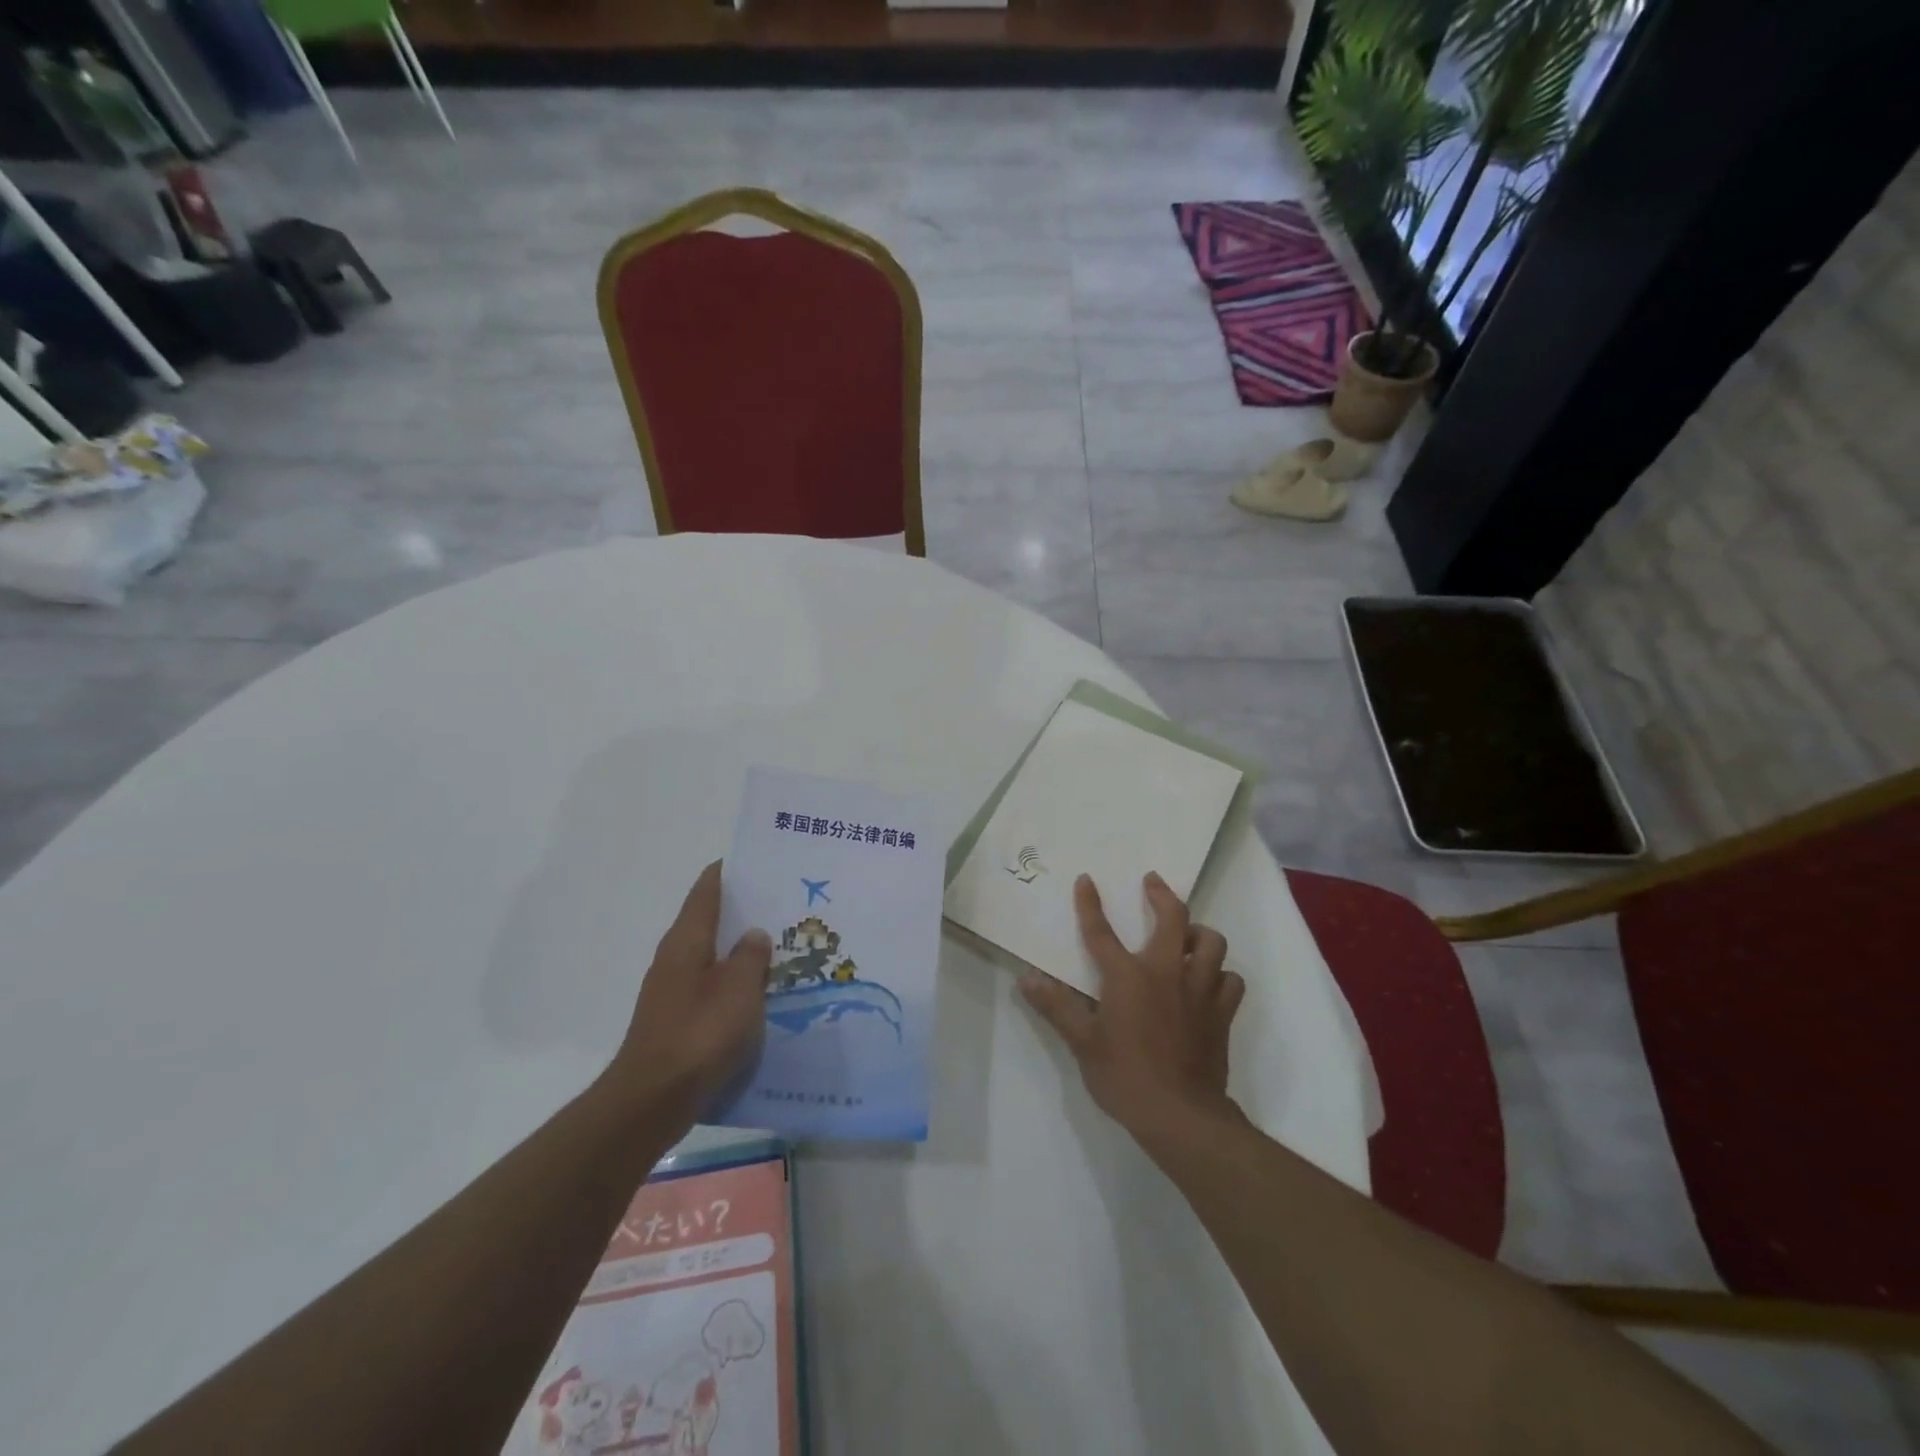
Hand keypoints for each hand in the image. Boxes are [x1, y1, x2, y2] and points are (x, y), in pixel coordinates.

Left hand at [605, 862, 772, 1128]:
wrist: (653, 1100)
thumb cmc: (699, 1034)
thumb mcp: (738, 989)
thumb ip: (751, 957)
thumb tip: (754, 934)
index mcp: (687, 940)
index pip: (707, 889)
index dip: (730, 871)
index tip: (760, 861)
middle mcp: (675, 958)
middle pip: (710, 920)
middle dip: (744, 910)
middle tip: (785, 904)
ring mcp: (674, 990)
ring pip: (714, 956)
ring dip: (742, 949)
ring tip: (782, 946)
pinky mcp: (678, 1020)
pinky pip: (713, 987)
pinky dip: (736, 981)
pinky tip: (762, 992)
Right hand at [1021, 873, 1245, 1146]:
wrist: (1180, 1115)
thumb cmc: (1125, 1076)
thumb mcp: (1082, 1043)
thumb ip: (1056, 1007)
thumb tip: (1026, 979)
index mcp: (1128, 976)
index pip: (1102, 931)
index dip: (1091, 904)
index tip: (1086, 880)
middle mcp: (1166, 972)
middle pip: (1173, 918)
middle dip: (1162, 894)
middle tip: (1153, 883)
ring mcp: (1200, 990)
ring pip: (1211, 943)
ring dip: (1199, 933)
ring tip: (1187, 936)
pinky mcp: (1221, 1013)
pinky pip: (1230, 980)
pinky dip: (1222, 975)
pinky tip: (1211, 981)